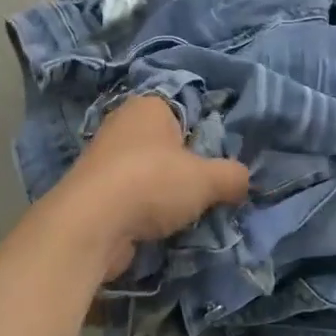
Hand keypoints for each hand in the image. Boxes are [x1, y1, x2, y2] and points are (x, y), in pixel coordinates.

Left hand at [48, 94, 249, 277]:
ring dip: (163, 194)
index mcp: (149, 105)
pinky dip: (142, 212)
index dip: (204, 138)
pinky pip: (129, 198)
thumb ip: (232, 176)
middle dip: (184, 169)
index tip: (217, 165)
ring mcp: (103, 158)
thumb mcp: (207, 178)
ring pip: (147, 173)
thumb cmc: (153, 182)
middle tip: (206, 192)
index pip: (186, 112)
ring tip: (184, 216)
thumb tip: (244, 180)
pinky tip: (157, 230)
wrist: (91, 224)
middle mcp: (123, 123)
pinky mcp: (92, 192)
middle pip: (166, 145)